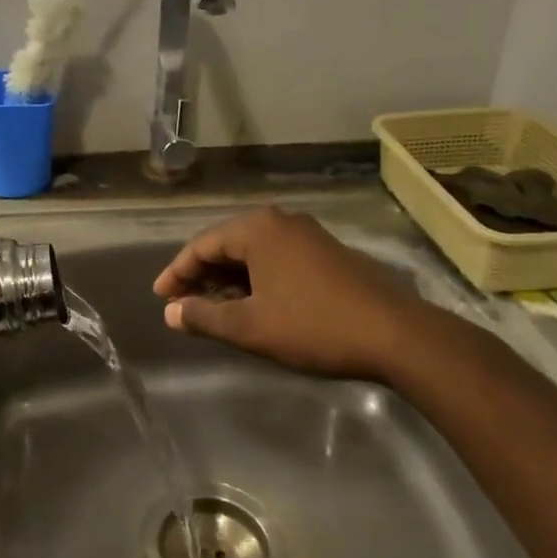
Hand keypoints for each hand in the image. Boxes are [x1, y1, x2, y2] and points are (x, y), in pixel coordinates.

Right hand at [152, 206, 440, 379]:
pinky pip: (277, 260)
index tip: (160, 298)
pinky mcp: (328, 254)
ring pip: (253, 254)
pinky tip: (252, 305)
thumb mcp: (250, 327)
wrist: (396, 335)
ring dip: (229, 280)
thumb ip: (204, 316)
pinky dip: (256, 280)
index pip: (202, 245)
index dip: (176, 273)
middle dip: (201, 276)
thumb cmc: (313, 326)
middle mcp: (281, 222)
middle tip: (182, 304)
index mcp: (258, 229)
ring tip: (212, 309)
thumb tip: (171, 312)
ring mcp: (308, 236)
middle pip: (227, 245)